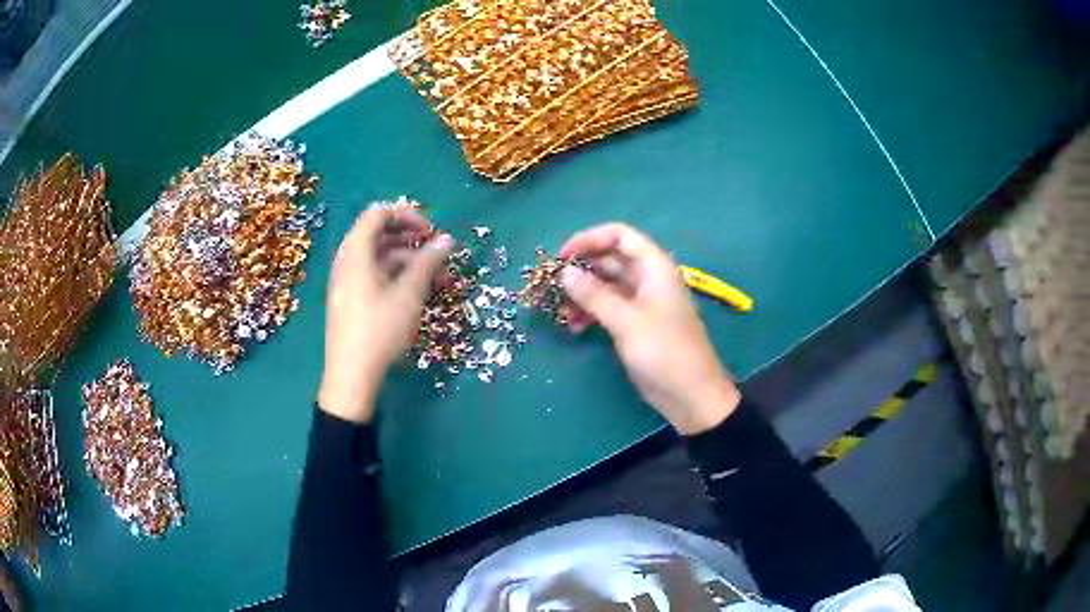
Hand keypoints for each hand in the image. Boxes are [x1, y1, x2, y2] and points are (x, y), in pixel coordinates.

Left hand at [318, 206, 452, 422]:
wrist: (351, 376)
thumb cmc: (379, 329)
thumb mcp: (409, 294)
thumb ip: (428, 262)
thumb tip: (447, 240)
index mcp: (355, 252)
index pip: (378, 213)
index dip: (407, 215)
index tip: (431, 231)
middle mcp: (348, 261)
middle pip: (380, 235)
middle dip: (412, 239)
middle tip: (438, 251)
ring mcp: (347, 282)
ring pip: (380, 258)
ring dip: (410, 262)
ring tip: (441, 278)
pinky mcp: (351, 300)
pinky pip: (375, 276)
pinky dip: (398, 278)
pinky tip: (421, 293)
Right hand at [559, 223, 739, 434]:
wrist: (691, 394)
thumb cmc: (664, 352)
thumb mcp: (626, 321)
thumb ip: (594, 295)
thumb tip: (564, 272)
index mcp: (654, 267)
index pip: (620, 235)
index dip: (589, 239)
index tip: (562, 256)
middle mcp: (647, 278)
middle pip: (610, 259)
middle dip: (581, 269)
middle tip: (551, 285)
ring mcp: (642, 301)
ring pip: (606, 285)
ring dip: (582, 293)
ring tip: (559, 310)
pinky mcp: (635, 323)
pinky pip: (608, 307)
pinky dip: (590, 312)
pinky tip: (573, 326)